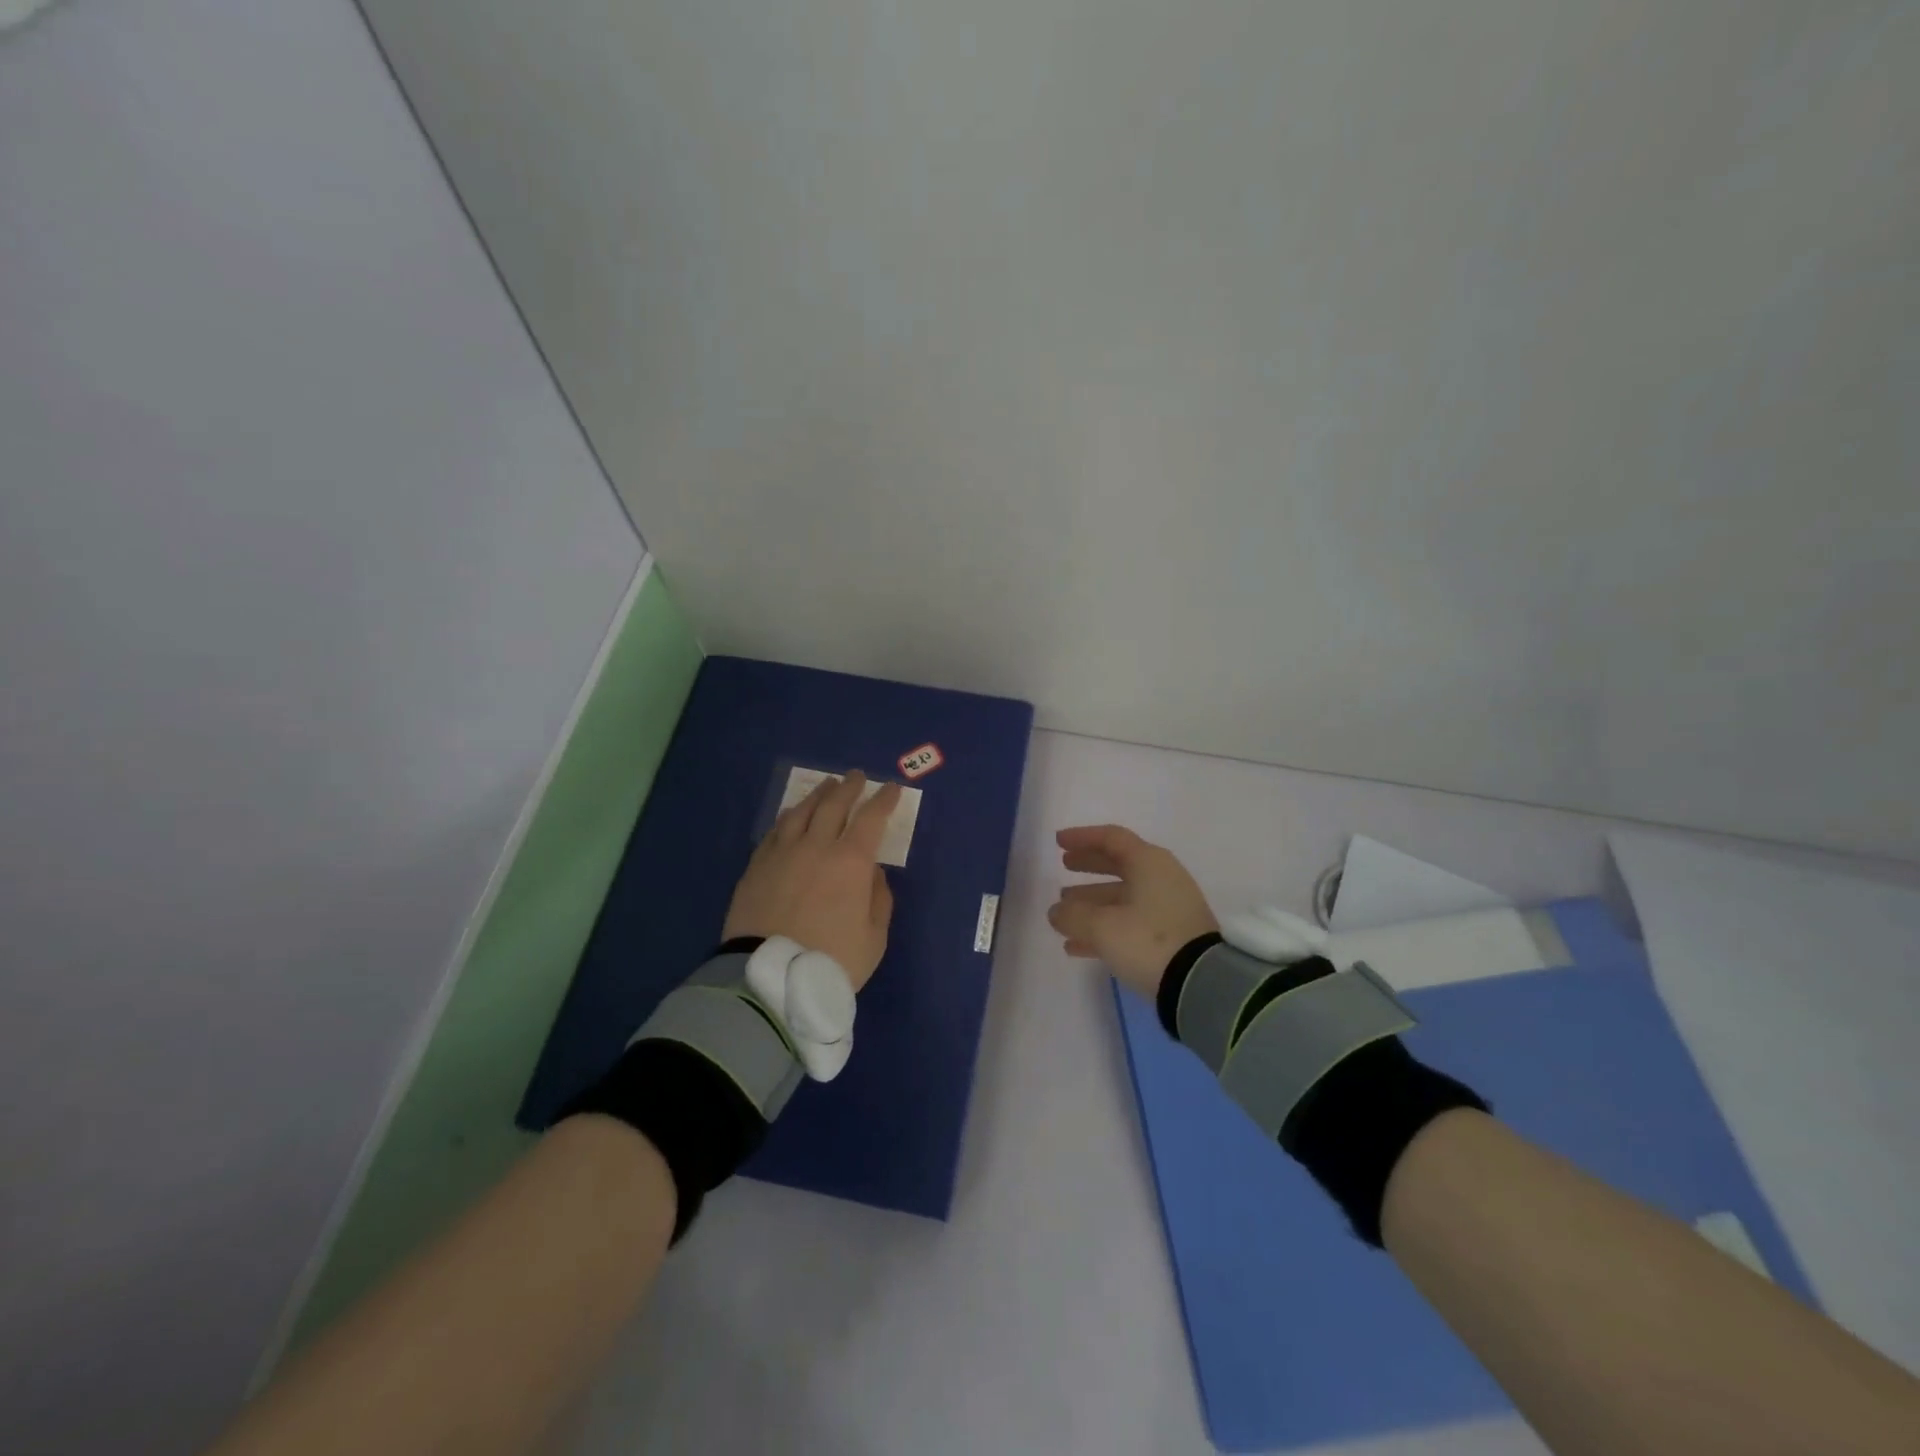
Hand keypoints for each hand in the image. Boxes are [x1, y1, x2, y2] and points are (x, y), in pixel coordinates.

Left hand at [723, 771, 899, 990]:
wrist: (768, 978)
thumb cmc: (831, 961)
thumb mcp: (874, 938)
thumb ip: (878, 899)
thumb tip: (872, 872)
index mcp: (851, 862)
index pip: (871, 818)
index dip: (884, 800)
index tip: (891, 789)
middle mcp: (817, 846)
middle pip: (834, 805)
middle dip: (849, 788)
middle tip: (856, 777)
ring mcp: (782, 853)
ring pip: (802, 811)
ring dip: (818, 795)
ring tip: (827, 786)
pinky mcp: (757, 865)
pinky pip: (775, 830)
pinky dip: (789, 817)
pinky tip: (791, 814)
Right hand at [1047, 825, 1219, 998]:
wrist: (1202, 984)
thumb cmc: (1148, 941)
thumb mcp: (1101, 927)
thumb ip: (1073, 915)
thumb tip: (1057, 911)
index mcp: (1148, 863)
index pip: (1111, 838)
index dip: (1082, 838)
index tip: (1058, 842)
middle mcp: (1162, 878)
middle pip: (1118, 864)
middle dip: (1088, 867)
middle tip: (1063, 868)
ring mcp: (1169, 908)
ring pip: (1123, 897)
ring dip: (1092, 902)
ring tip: (1063, 915)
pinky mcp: (1172, 936)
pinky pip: (1131, 922)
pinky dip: (1105, 928)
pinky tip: (1077, 947)